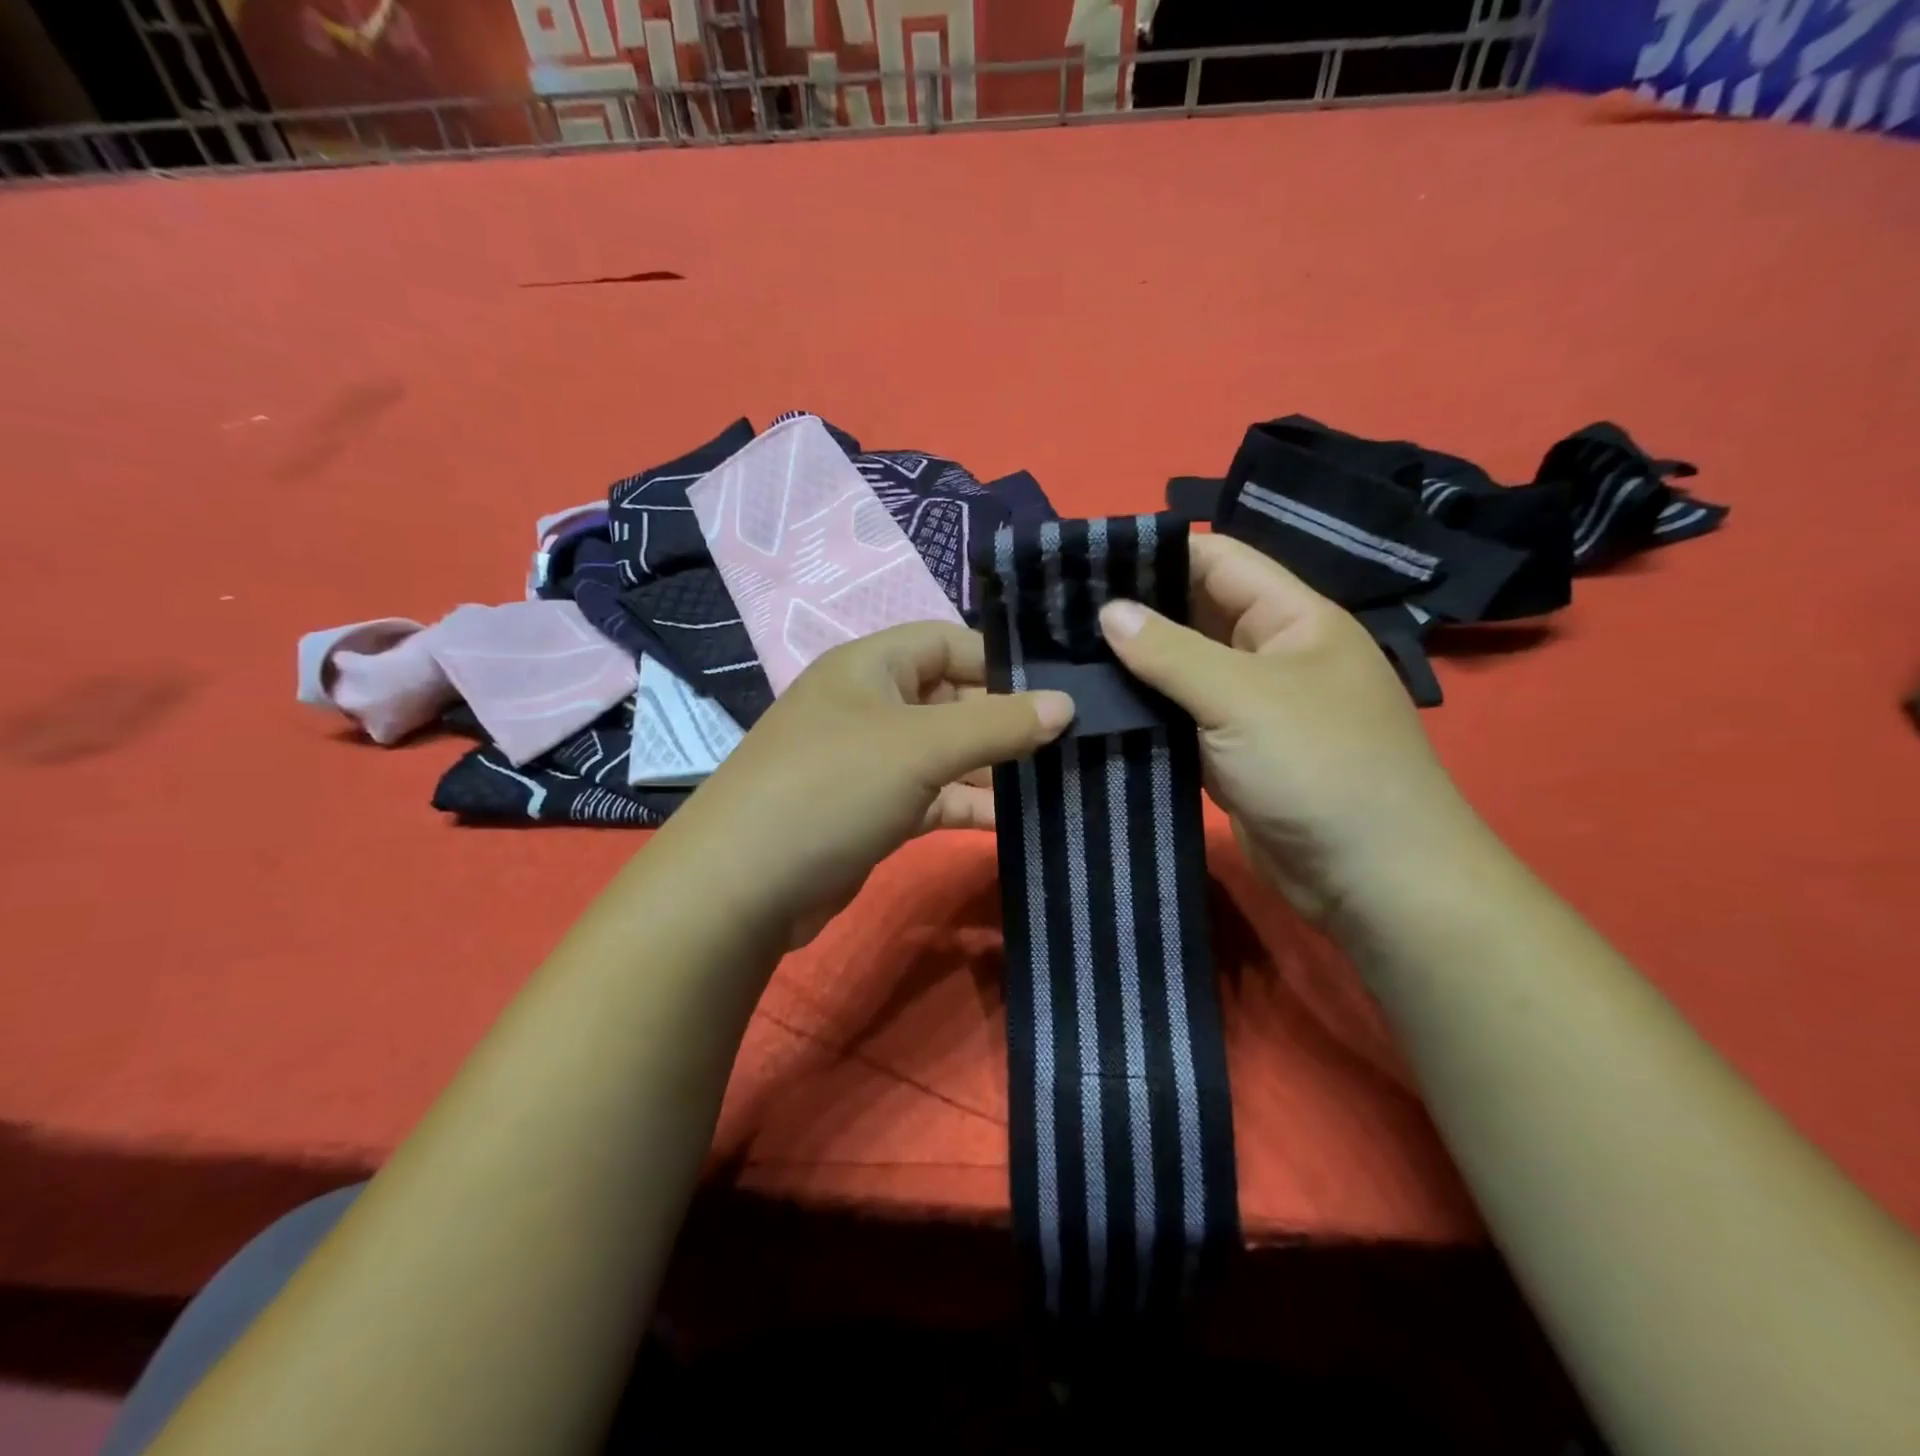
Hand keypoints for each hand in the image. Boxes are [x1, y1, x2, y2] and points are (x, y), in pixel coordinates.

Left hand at [653, 621, 1073, 946]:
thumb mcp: (921, 747)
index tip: (1061, 690)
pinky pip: (933, 797)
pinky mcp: (873, 811)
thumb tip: (1067, 704)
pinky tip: (1014, 821)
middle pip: (952, 699)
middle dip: (1006, 720)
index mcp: (871, 666)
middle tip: (1073, 741)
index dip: (1004, 661)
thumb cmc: (832, 787)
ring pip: (946, 754)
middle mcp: (870, 705)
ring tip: (1058, 782)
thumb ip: (997, 723)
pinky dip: (968, 805)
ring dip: (993, 768)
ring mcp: (870, 762)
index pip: (950, 642)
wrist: (742, 887)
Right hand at [1099, 534, 1482, 923]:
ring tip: (1063, 655)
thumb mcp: (1242, 696)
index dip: (1159, 554)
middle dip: (1136, 612)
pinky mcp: (1230, 754)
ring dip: (1134, 667)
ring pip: (1182, 672)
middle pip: (1196, 615)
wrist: (1370, 879)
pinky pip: (1180, 720)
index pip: (1219, 561)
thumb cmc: (1319, 766)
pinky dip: (1145, 714)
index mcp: (1293, 618)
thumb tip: (1108, 611)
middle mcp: (1271, 654)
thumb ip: (1170, 651)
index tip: (1088, 560)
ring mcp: (1250, 708)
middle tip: (1060, 612)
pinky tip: (1093, 707)